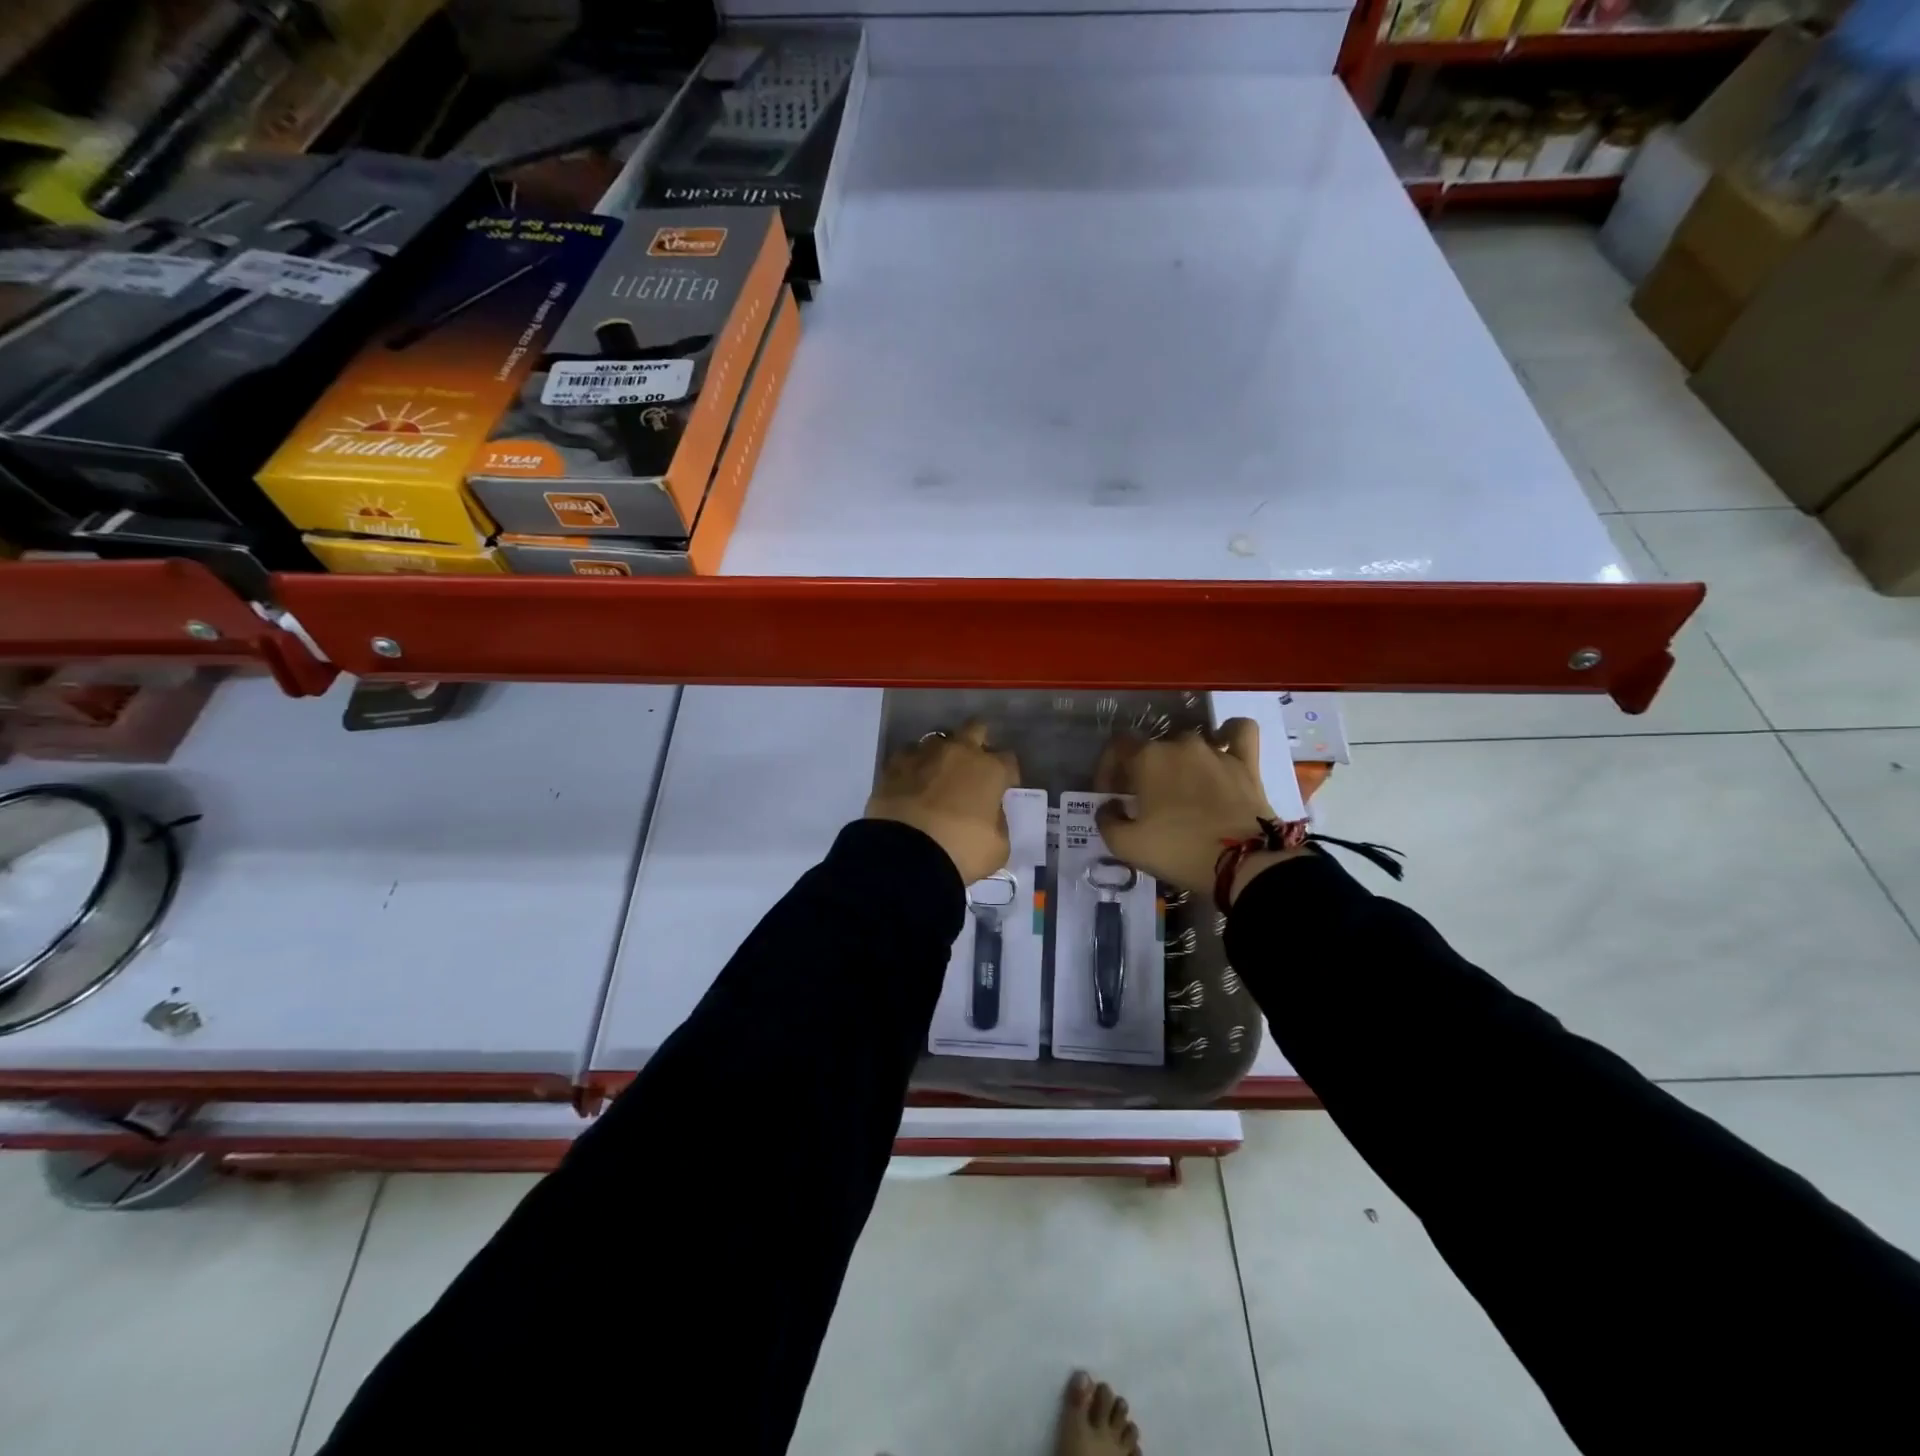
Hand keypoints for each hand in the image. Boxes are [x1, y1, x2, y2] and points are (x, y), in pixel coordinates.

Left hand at [866, 719, 1019, 884]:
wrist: (906, 855)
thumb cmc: (961, 851)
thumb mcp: (997, 848)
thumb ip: (999, 824)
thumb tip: (992, 814)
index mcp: (990, 770)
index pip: (1008, 760)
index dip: (1007, 775)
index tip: (1003, 790)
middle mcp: (959, 752)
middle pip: (975, 728)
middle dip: (978, 742)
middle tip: (973, 767)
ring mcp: (924, 754)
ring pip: (937, 739)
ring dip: (942, 754)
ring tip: (937, 776)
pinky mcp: (894, 764)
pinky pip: (908, 754)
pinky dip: (913, 765)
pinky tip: (911, 781)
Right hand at [1094, 717, 1306, 901]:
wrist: (1242, 864)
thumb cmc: (1178, 850)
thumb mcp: (1126, 846)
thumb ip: (1106, 821)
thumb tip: (1109, 807)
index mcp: (1147, 758)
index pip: (1117, 747)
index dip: (1109, 770)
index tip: (1112, 797)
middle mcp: (1180, 744)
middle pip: (1153, 748)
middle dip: (1143, 771)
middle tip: (1144, 802)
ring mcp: (1215, 750)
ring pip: (1190, 743)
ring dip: (1179, 761)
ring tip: (1181, 788)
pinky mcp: (1246, 762)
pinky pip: (1238, 731)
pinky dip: (1228, 734)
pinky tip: (1223, 745)